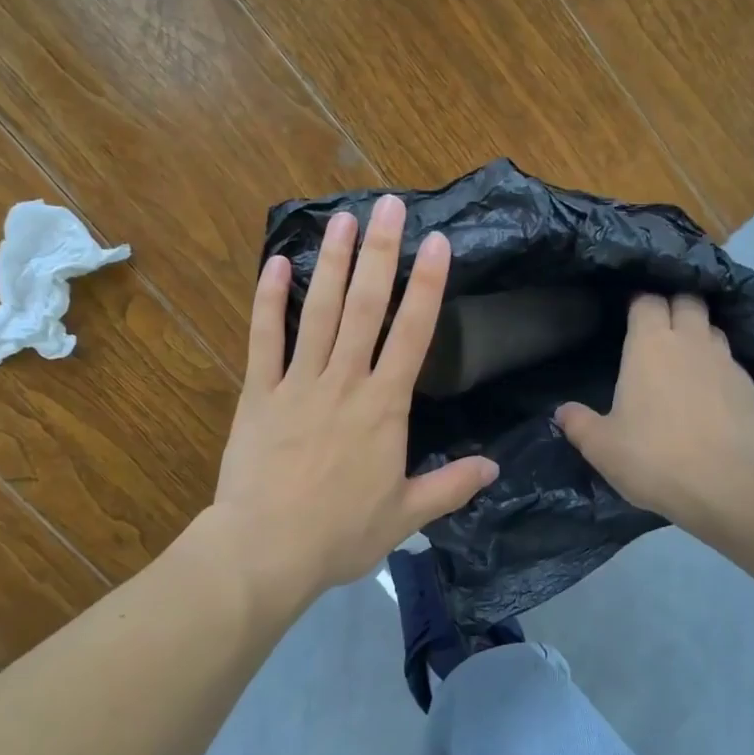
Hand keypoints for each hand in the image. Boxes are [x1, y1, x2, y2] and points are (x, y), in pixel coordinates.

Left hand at [206, 195, 498, 607]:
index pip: (413, 334)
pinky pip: (263, 339)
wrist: (266, 549)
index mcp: (384, 407)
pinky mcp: (259, 394)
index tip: (436, 242)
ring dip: (331, 262)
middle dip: (379, 253)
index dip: (427, 285)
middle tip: (387, 205)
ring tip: (342, 219)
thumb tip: (494, 468)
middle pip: (365, 307)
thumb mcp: (406, 515)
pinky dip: (268, 301)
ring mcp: (298, 383)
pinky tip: (276, 264)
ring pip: (317, 311)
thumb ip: (451, 487)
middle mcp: (344, 382)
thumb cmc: (340, 534)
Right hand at [554, 294, 753, 538]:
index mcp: (650, 345)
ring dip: (698, 334)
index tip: (629, 316)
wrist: (725, 488)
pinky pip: (731, 362)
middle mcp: (690, 342)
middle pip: (687, 300)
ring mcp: (726, 362)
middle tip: (659, 329)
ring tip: (685, 358)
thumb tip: (562, 411)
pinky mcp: (750, 387)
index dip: (638, 304)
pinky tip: (710, 392)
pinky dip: (718, 368)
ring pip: (712, 328)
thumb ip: (578, 423)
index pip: (646, 301)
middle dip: (673, 306)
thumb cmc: (653, 458)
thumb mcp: (600, 446)